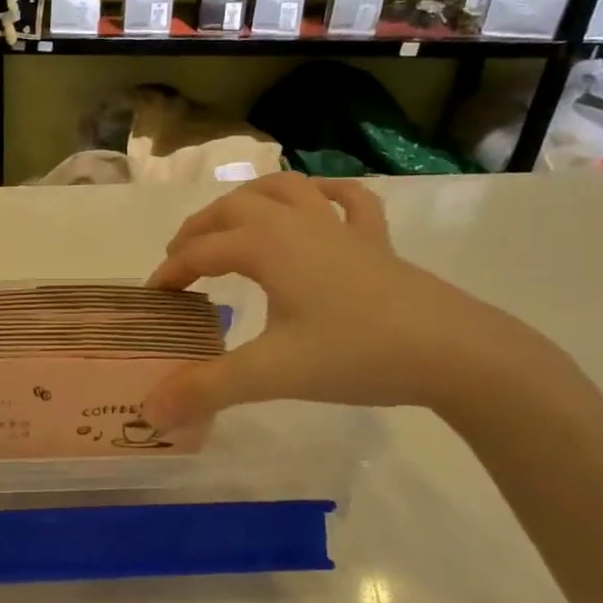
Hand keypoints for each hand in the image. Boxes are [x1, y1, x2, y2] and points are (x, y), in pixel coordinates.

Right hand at [142, 173, 533, 426]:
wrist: (453, 352)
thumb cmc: (355, 354)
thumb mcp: (272, 374)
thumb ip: (207, 389)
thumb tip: (149, 412)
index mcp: (267, 245)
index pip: (201, 251)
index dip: (171, 272)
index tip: (154, 298)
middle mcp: (297, 223)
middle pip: (233, 209)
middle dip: (199, 230)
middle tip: (180, 259)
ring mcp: (340, 227)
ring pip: (284, 190)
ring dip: (249, 200)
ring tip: (230, 222)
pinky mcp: (376, 242)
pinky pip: (347, 200)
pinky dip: (324, 194)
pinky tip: (317, 202)